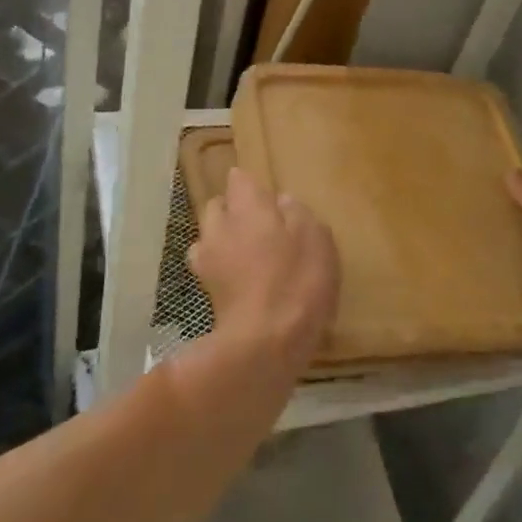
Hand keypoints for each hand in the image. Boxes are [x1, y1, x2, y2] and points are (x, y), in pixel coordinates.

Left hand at [189, 168, 339, 373]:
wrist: (265, 341)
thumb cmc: (297, 280)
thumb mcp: (316, 239)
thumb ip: (297, 214)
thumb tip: (282, 201)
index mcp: (248, 206)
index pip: (239, 179)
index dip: (250, 185)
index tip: (266, 196)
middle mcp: (220, 225)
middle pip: (217, 206)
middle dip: (232, 210)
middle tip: (260, 225)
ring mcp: (207, 259)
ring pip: (208, 236)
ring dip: (221, 239)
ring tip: (246, 254)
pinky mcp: (205, 290)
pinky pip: (209, 267)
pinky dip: (221, 268)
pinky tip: (240, 281)